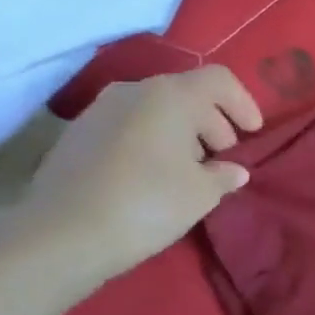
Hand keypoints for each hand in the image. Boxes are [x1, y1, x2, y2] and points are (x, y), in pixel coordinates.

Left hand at [17, 66, 262, 288]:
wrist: (62, 234)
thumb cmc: (148, 204)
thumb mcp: (202, 193)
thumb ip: (224, 175)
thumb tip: (233, 170)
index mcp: (170, 95)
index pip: (219, 80)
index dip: (243, 103)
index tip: (252, 134)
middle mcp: (133, 91)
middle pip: (186, 93)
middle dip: (212, 122)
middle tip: (224, 158)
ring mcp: (99, 110)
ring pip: (155, 110)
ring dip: (181, 133)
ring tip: (191, 171)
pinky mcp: (77, 134)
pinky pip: (129, 126)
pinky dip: (152, 142)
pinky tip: (155, 177)